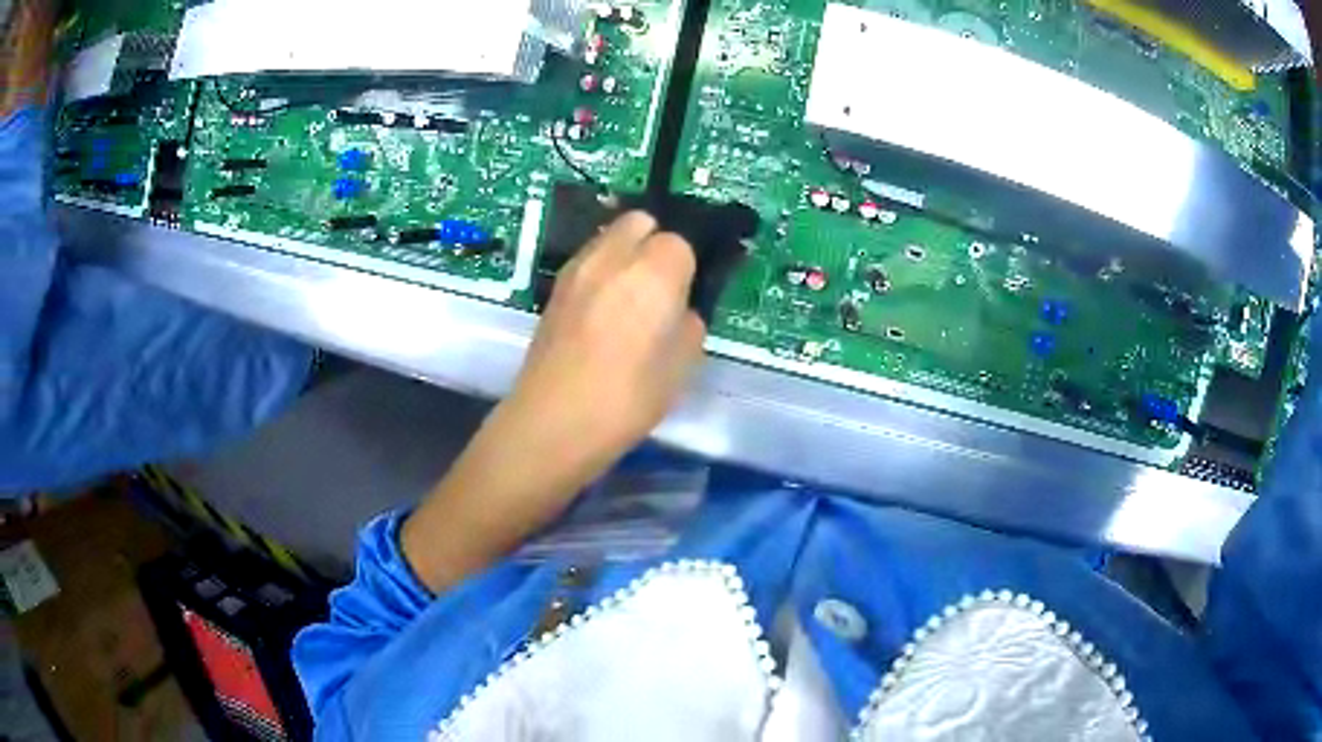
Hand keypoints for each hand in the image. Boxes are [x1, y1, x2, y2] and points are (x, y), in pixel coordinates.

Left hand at [506, 210, 705, 470]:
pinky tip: (601, 311)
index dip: (687, 269)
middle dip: (655, 243)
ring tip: (628, 299)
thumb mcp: (681, 368)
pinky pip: (587, 261)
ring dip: (625, 253)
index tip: (687, 297)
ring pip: (609, 237)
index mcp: (654, 270)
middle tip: (661, 287)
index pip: (681, 243)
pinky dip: (600, 271)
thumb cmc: (628, 398)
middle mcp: (613, 255)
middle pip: (640, 221)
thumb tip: (679, 311)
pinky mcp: (554, 288)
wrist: (553, 421)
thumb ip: (688, 325)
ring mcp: (577, 268)